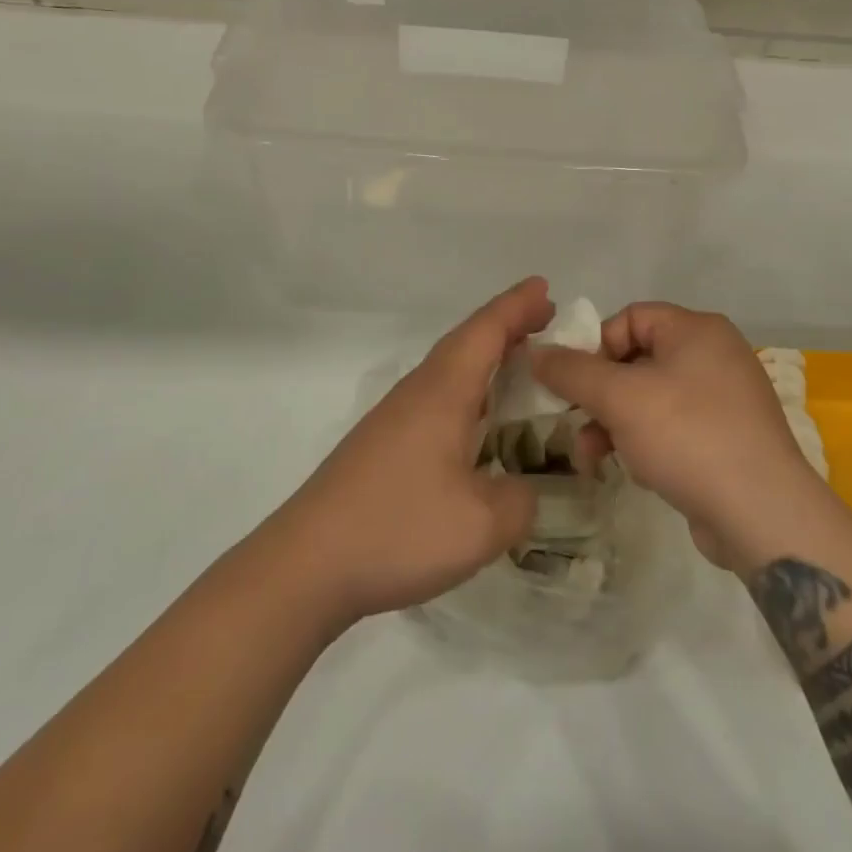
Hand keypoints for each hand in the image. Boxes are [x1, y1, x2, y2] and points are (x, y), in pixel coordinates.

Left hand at [270, 279, 549, 627]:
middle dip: (506, 324)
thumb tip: (523, 490)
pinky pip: (437, 396)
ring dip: (485, 356)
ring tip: (519, 362)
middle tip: (544, 317)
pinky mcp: (383, 444)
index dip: (518, 305)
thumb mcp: (480, 525)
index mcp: (443, 391)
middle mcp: (419, 391)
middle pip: (466, 341)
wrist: (306, 565)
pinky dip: (468, 389)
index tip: (546, 286)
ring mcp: (396, 417)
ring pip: (449, 368)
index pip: (486, 330)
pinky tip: (476, 420)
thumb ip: (519, 501)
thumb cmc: (397, 529)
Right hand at [533, 303, 830, 570]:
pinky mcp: (728, 438)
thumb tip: (535, 352)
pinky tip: (634, 471)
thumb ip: (572, 371)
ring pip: (651, 398)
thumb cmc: (687, 436)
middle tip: (575, 422)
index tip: (574, 384)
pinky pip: (674, 427)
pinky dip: (646, 442)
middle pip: (637, 359)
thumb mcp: (619, 397)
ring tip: (591, 457)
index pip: (629, 318)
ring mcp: (725, 398)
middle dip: (600, 394)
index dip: (595, 346)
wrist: (762, 514)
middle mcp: (714, 355)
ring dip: (615, 423)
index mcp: (696, 330)